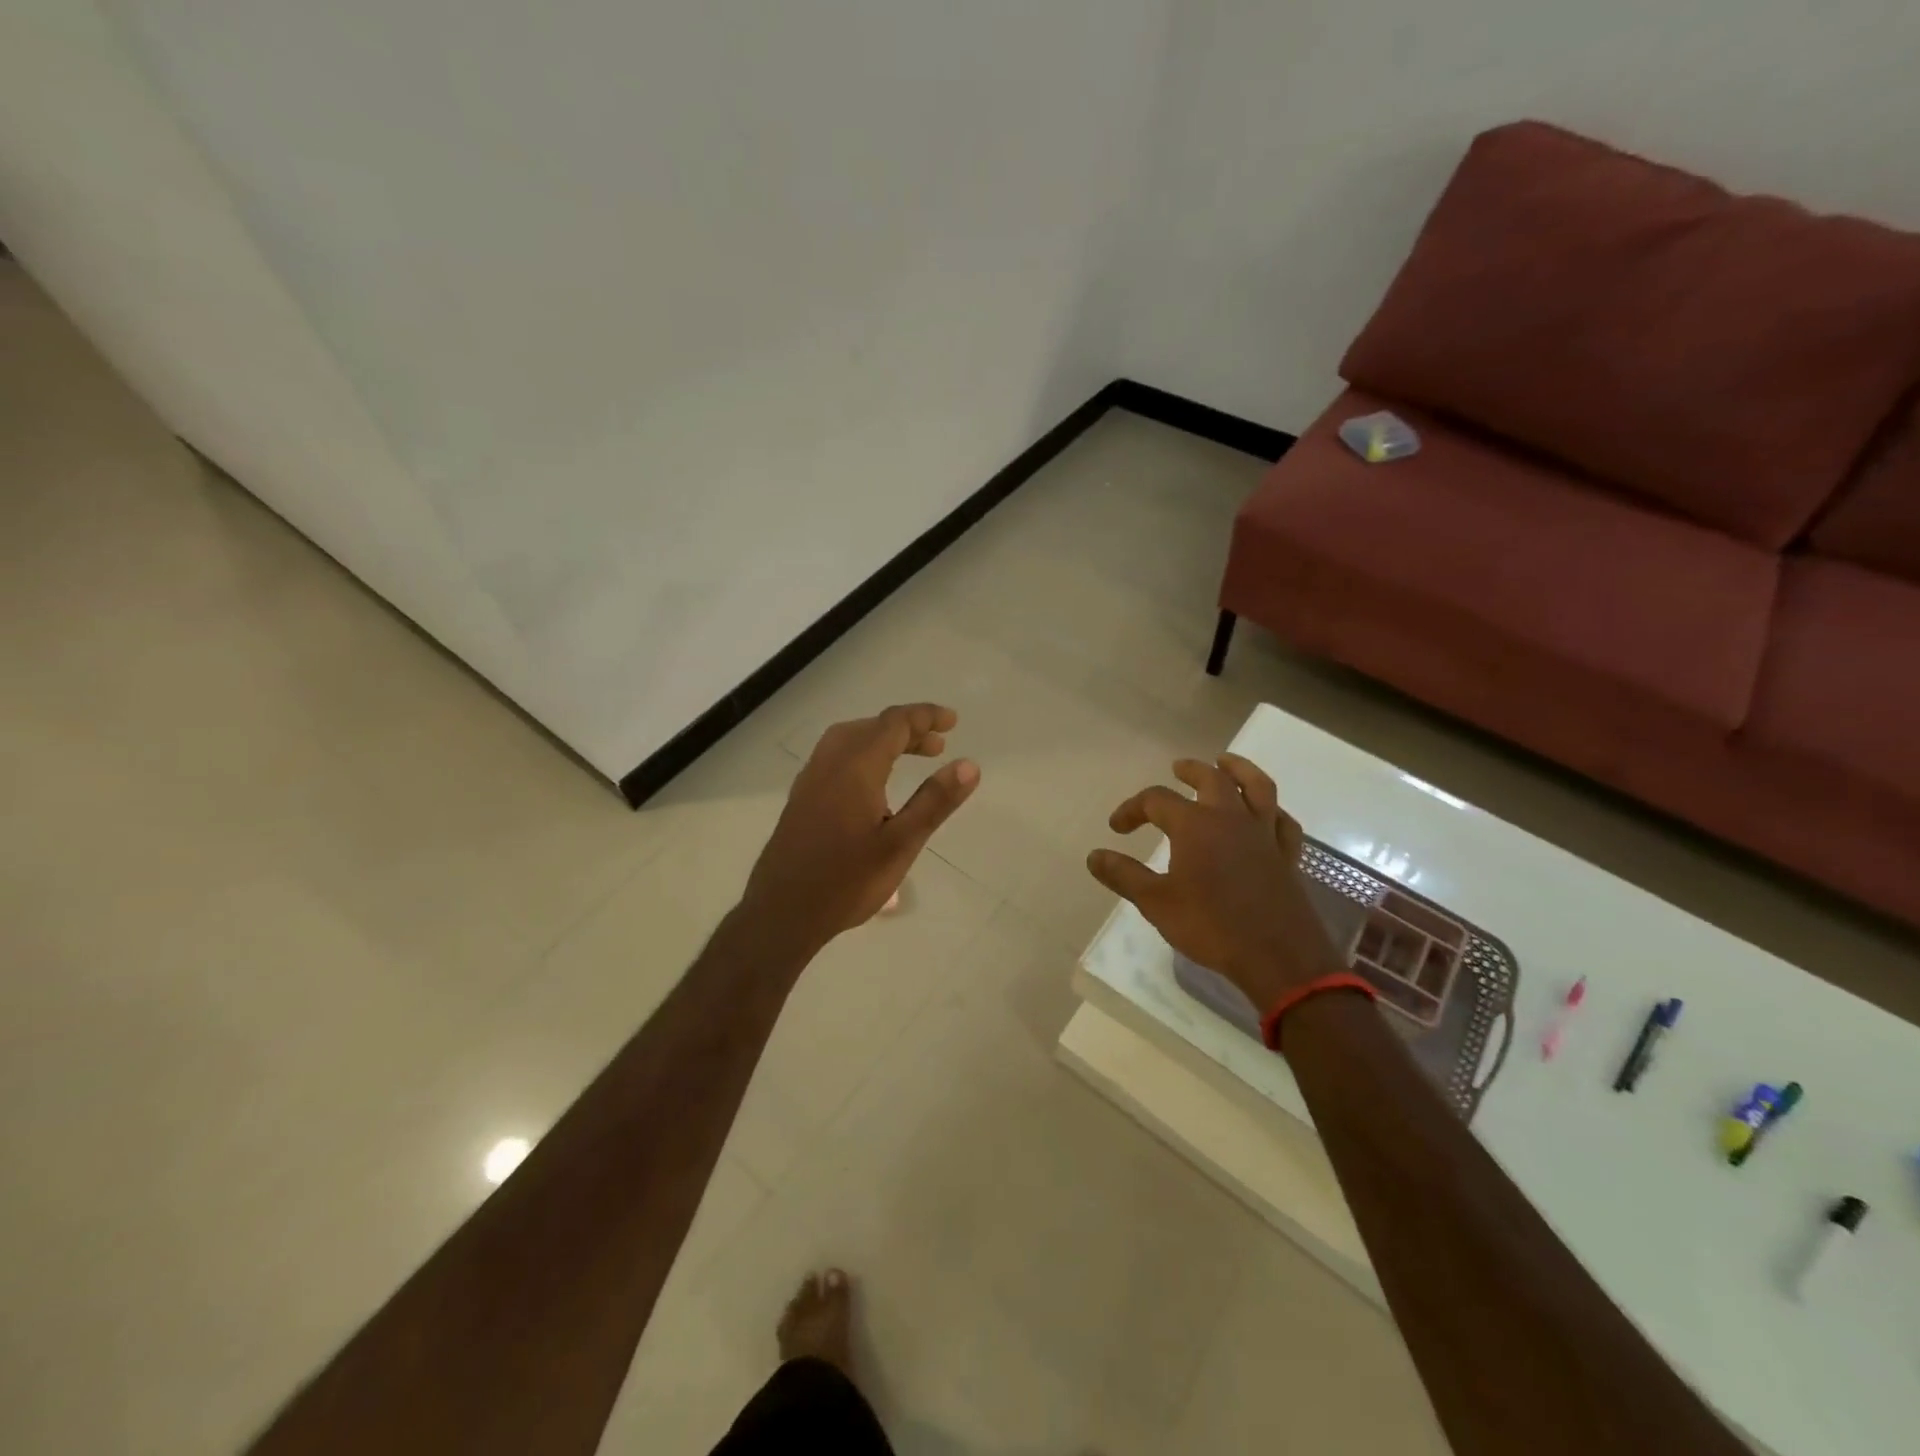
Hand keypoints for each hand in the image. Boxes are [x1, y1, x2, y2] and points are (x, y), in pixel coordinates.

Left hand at [741, 703, 979, 955]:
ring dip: (883, 741)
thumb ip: (934, 801)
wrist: (781, 913)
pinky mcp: (801, 799)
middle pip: (872, 728)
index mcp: (856, 767)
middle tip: (938, 746)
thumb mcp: (901, 844)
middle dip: (907, 730)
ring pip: (850, 741)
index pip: (894, 723)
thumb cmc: (846, 881)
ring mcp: (810, 780)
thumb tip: (969, 765)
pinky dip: (863, 755)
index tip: (952, 722)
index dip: (925, 716)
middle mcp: (829, 763)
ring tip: (910, 758)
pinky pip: (836, 758)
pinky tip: (873, 786)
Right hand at [1086, 753, 1343, 1008]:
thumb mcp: (1156, 902)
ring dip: (1240, 769)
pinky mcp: (1287, 855)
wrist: (1277, 956)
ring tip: (1226, 762)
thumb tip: (1094, 856)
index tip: (1117, 829)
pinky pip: (1283, 822)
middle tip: (1176, 769)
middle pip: (1211, 778)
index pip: (1156, 800)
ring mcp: (1264, 834)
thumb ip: (1123, 875)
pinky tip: (1266, 814)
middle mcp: (1231, 818)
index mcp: (1195, 825)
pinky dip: (1272, 811)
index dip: (1132, 809)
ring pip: (1257, 786)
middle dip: (1190, 771)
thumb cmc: (1211, 926)